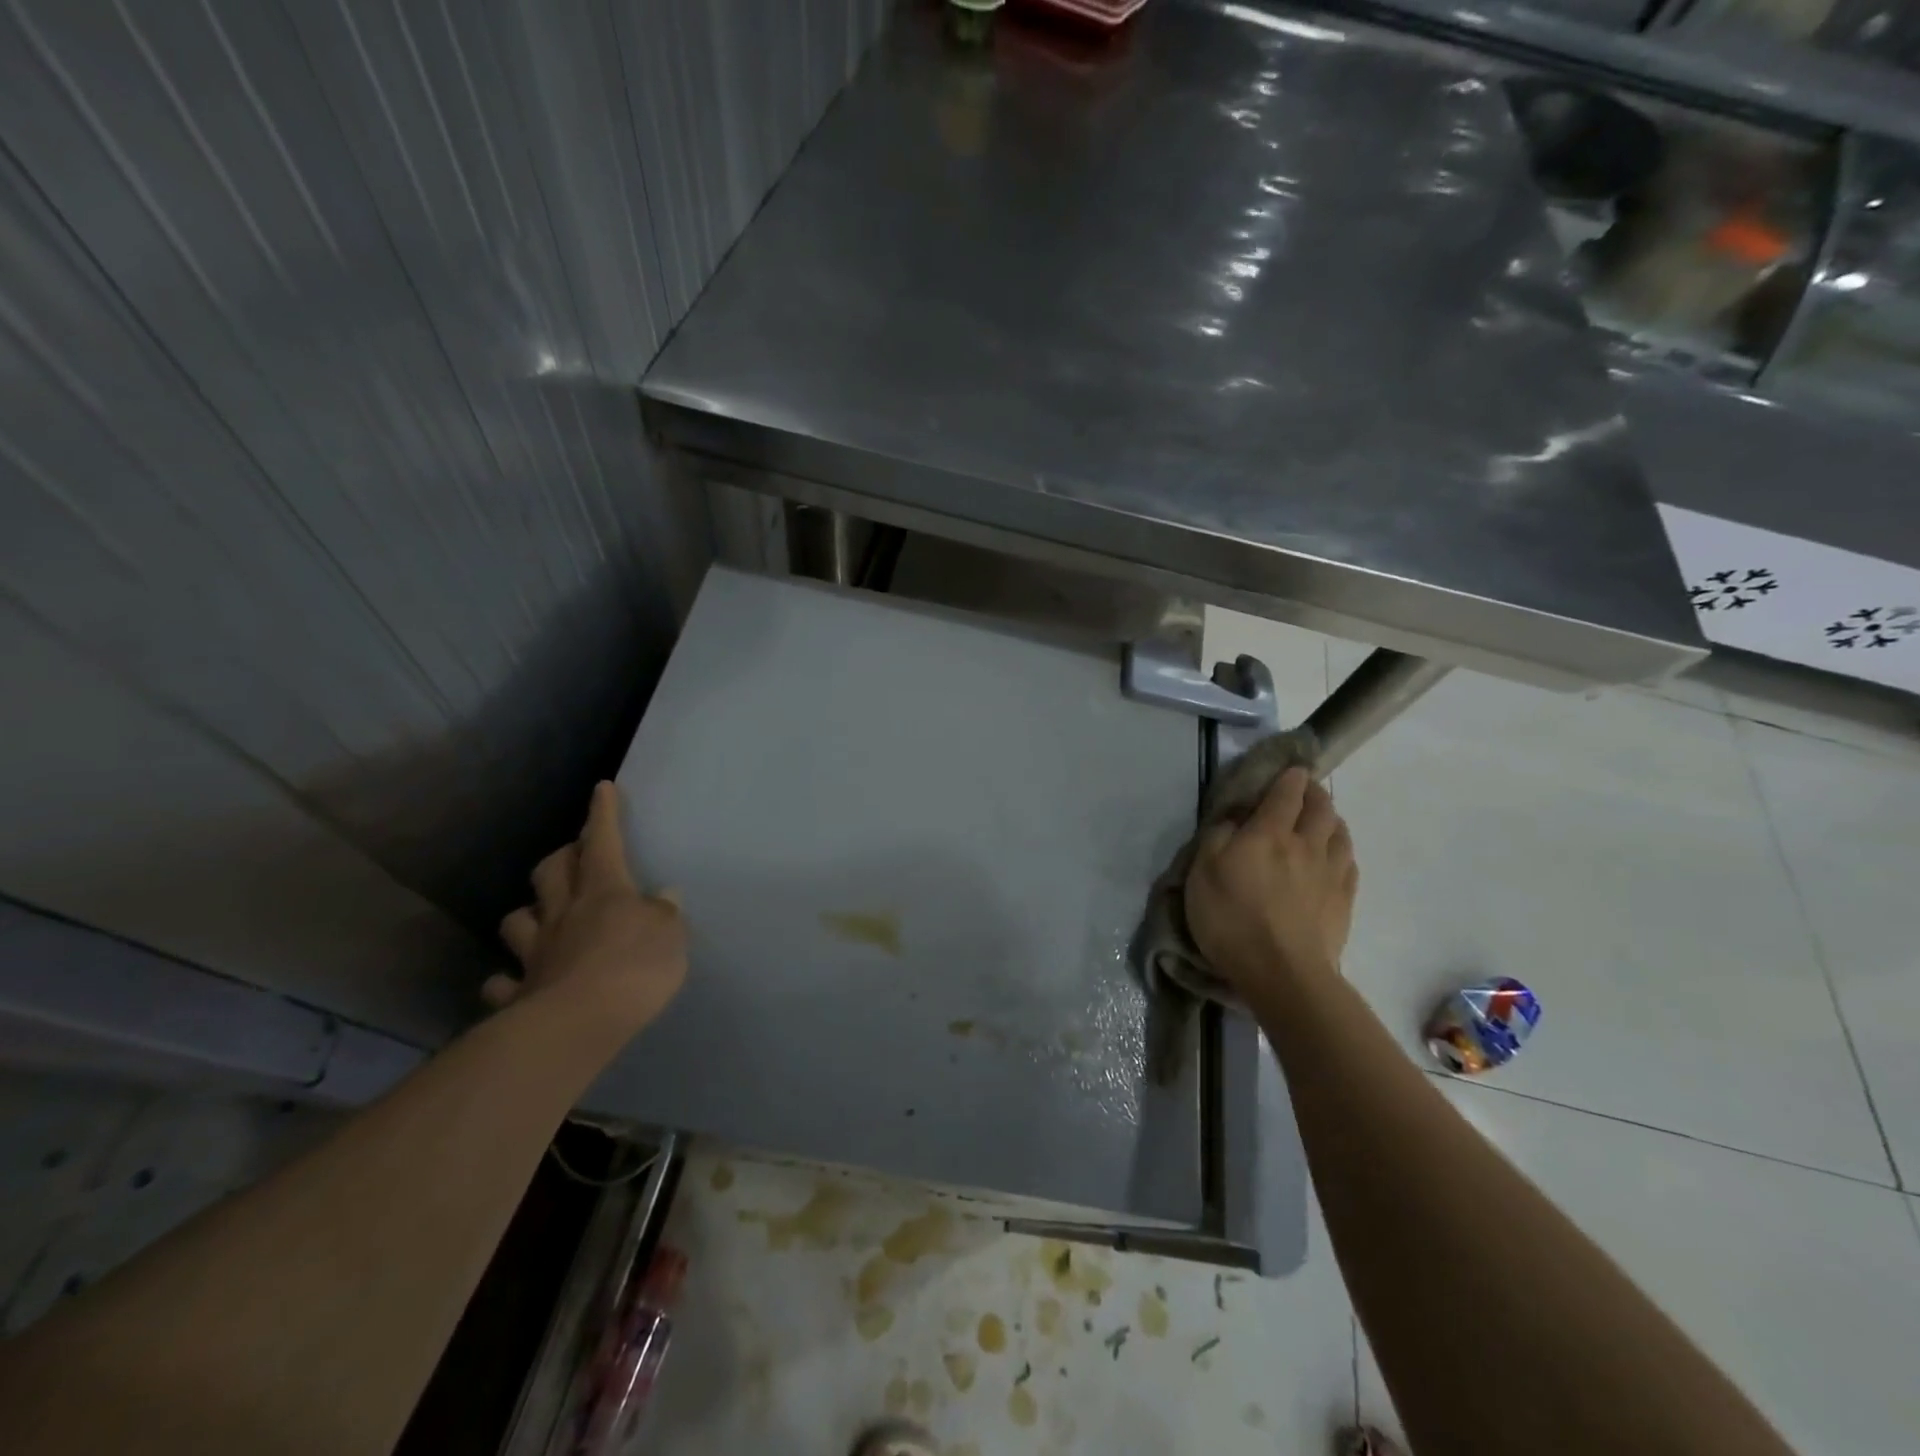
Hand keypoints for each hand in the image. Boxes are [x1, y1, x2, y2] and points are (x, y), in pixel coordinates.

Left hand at [487, 781, 686, 1033]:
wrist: (580, 1023)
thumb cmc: (636, 967)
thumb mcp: (671, 935)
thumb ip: (665, 913)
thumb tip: (662, 895)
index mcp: (605, 891)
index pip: (603, 841)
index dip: (603, 814)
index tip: (602, 789)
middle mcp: (565, 913)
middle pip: (552, 871)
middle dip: (562, 856)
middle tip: (572, 855)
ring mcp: (537, 953)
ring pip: (517, 920)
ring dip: (526, 913)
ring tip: (537, 916)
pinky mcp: (520, 993)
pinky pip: (504, 982)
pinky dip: (507, 980)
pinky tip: (513, 983)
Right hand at [1185, 766, 1357, 995]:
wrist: (1283, 974)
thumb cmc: (1232, 919)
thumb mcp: (1202, 873)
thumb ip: (1217, 837)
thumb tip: (1233, 818)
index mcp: (1269, 833)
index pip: (1286, 793)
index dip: (1289, 777)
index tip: (1289, 771)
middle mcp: (1306, 844)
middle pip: (1321, 807)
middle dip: (1314, 792)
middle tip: (1305, 790)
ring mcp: (1331, 873)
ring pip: (1340, 832)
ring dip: (1332, 819)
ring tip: (1323, 819)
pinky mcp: (1344, 901)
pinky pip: (1349, 863)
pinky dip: (1342, 849)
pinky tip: (1335, 856)